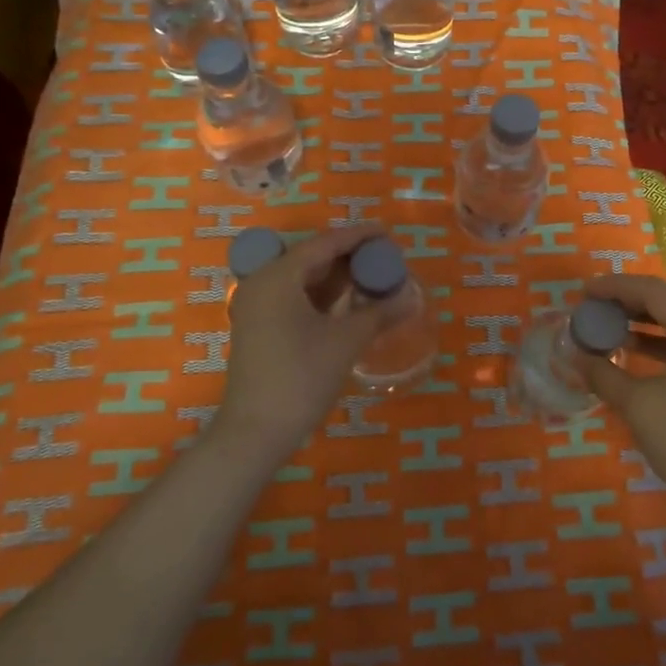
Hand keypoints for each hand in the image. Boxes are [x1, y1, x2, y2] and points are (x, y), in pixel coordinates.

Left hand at [218, 225, 403, 460]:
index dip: (359, 236)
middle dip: (349, 256)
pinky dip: (323, 296)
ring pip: (303, 279)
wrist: (255, 432)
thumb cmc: (301, 377)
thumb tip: (411, 297)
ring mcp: (257, 306)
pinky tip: (350, 303)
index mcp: (279, 276)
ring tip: (373, 277)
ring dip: (337, 277)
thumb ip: (379, 312)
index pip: (325, 243)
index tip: (388, 233)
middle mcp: (262, 283)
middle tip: (385, 257)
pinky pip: (295, 298)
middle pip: (312, 258)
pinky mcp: (260, 328)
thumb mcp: (346, 341)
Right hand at [579, 274, 665, 517]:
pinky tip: (632, 350)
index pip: (653, 292)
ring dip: (641, 323)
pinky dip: (659, 342)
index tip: (584, 292)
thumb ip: (603, 373)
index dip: (615, 287)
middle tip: (591, 308)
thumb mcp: (637, 405)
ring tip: (606, 327)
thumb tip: (574, 356)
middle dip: (626, 303)